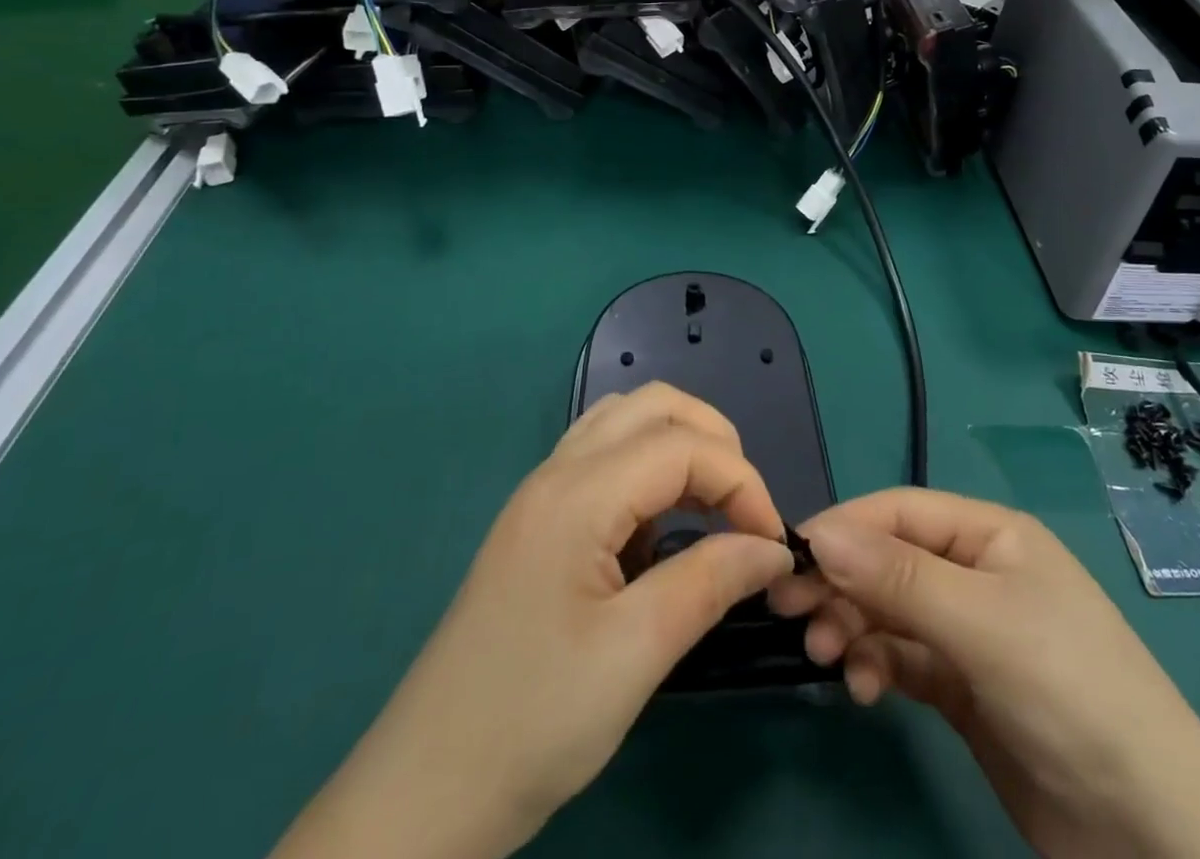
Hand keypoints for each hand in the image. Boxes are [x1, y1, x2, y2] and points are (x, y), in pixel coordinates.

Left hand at [273, 383, 794, 858]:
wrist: (425, 792)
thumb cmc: (534, 722)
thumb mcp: (636, 655)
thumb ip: (711, 582)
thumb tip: (774, 548)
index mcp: (577, 494)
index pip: (682, 445)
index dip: (742, 483)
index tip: (772, 545)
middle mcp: (557, 472)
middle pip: (654, 405)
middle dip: (715, 442)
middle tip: (745, 511)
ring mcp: (541, 492)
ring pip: (626, 419)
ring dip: (681, 444)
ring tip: (713, 507)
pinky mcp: (537, 520)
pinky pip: (604, 455)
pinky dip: (649, 467)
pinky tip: (659, 526)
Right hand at [770, 490, 1199, 858]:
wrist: (1154, 838)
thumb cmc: (1071, 695)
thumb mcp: (983, 625)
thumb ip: (898, 577)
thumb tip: (818, 533)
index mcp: (990, 535)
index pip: (899, 512)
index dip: (844, 528)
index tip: (788, 557)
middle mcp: (976, 572)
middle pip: (888, 559)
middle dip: (841, 581)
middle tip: (790, 612)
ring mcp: (969, 632)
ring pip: (888, 609)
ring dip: (852, 625)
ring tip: (827, 656)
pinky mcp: (962, 687)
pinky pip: (902, 657)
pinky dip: (876, 665)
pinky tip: (865, 689)